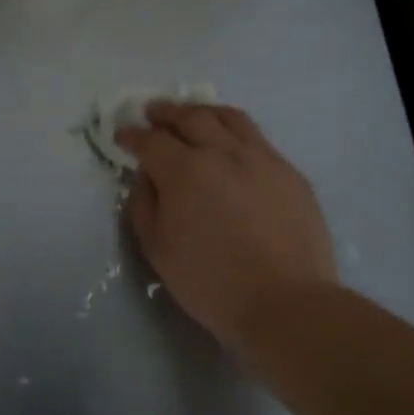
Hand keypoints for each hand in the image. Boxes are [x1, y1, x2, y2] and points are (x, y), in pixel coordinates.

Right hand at [119, 102, 337, 352]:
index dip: (133, 135)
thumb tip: (146, 178)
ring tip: (193, 114)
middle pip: (191, 117)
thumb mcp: (158, 250)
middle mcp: (223, 152)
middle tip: (153, 111)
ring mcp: (262, 158)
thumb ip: (144, 206)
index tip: (123, 134)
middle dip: (166, 112)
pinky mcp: (290, 173)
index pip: (152, 140)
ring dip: (203, 111)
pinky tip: (232, 144)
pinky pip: (257, 139)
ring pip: (229, 118)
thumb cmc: (211, 282)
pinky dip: (235, 132)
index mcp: (185, 171)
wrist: (286, 303)